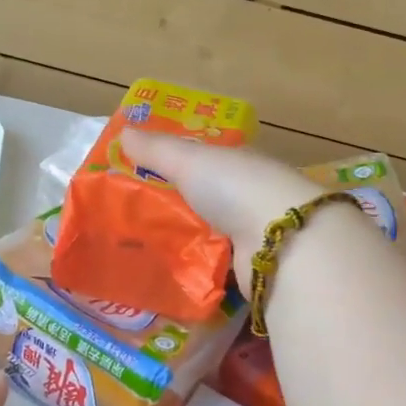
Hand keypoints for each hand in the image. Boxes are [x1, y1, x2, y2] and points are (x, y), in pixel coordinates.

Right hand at [119, 130, 322, 284]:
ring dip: (187, 240)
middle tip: (133, 217)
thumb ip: (157, 149)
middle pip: (208, 199)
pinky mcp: (253, 268)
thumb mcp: (190, 161)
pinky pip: (217, 265)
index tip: (144, 174)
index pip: (207, 160)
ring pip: (212, 233)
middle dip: (178, 206)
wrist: (282, 244)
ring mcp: (256, 233)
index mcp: (241, 162)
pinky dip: (198, 268)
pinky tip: (170, 273)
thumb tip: (123, 133)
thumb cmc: (236, 188)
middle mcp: (252, 195)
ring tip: (142, 248)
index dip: (178, 164)